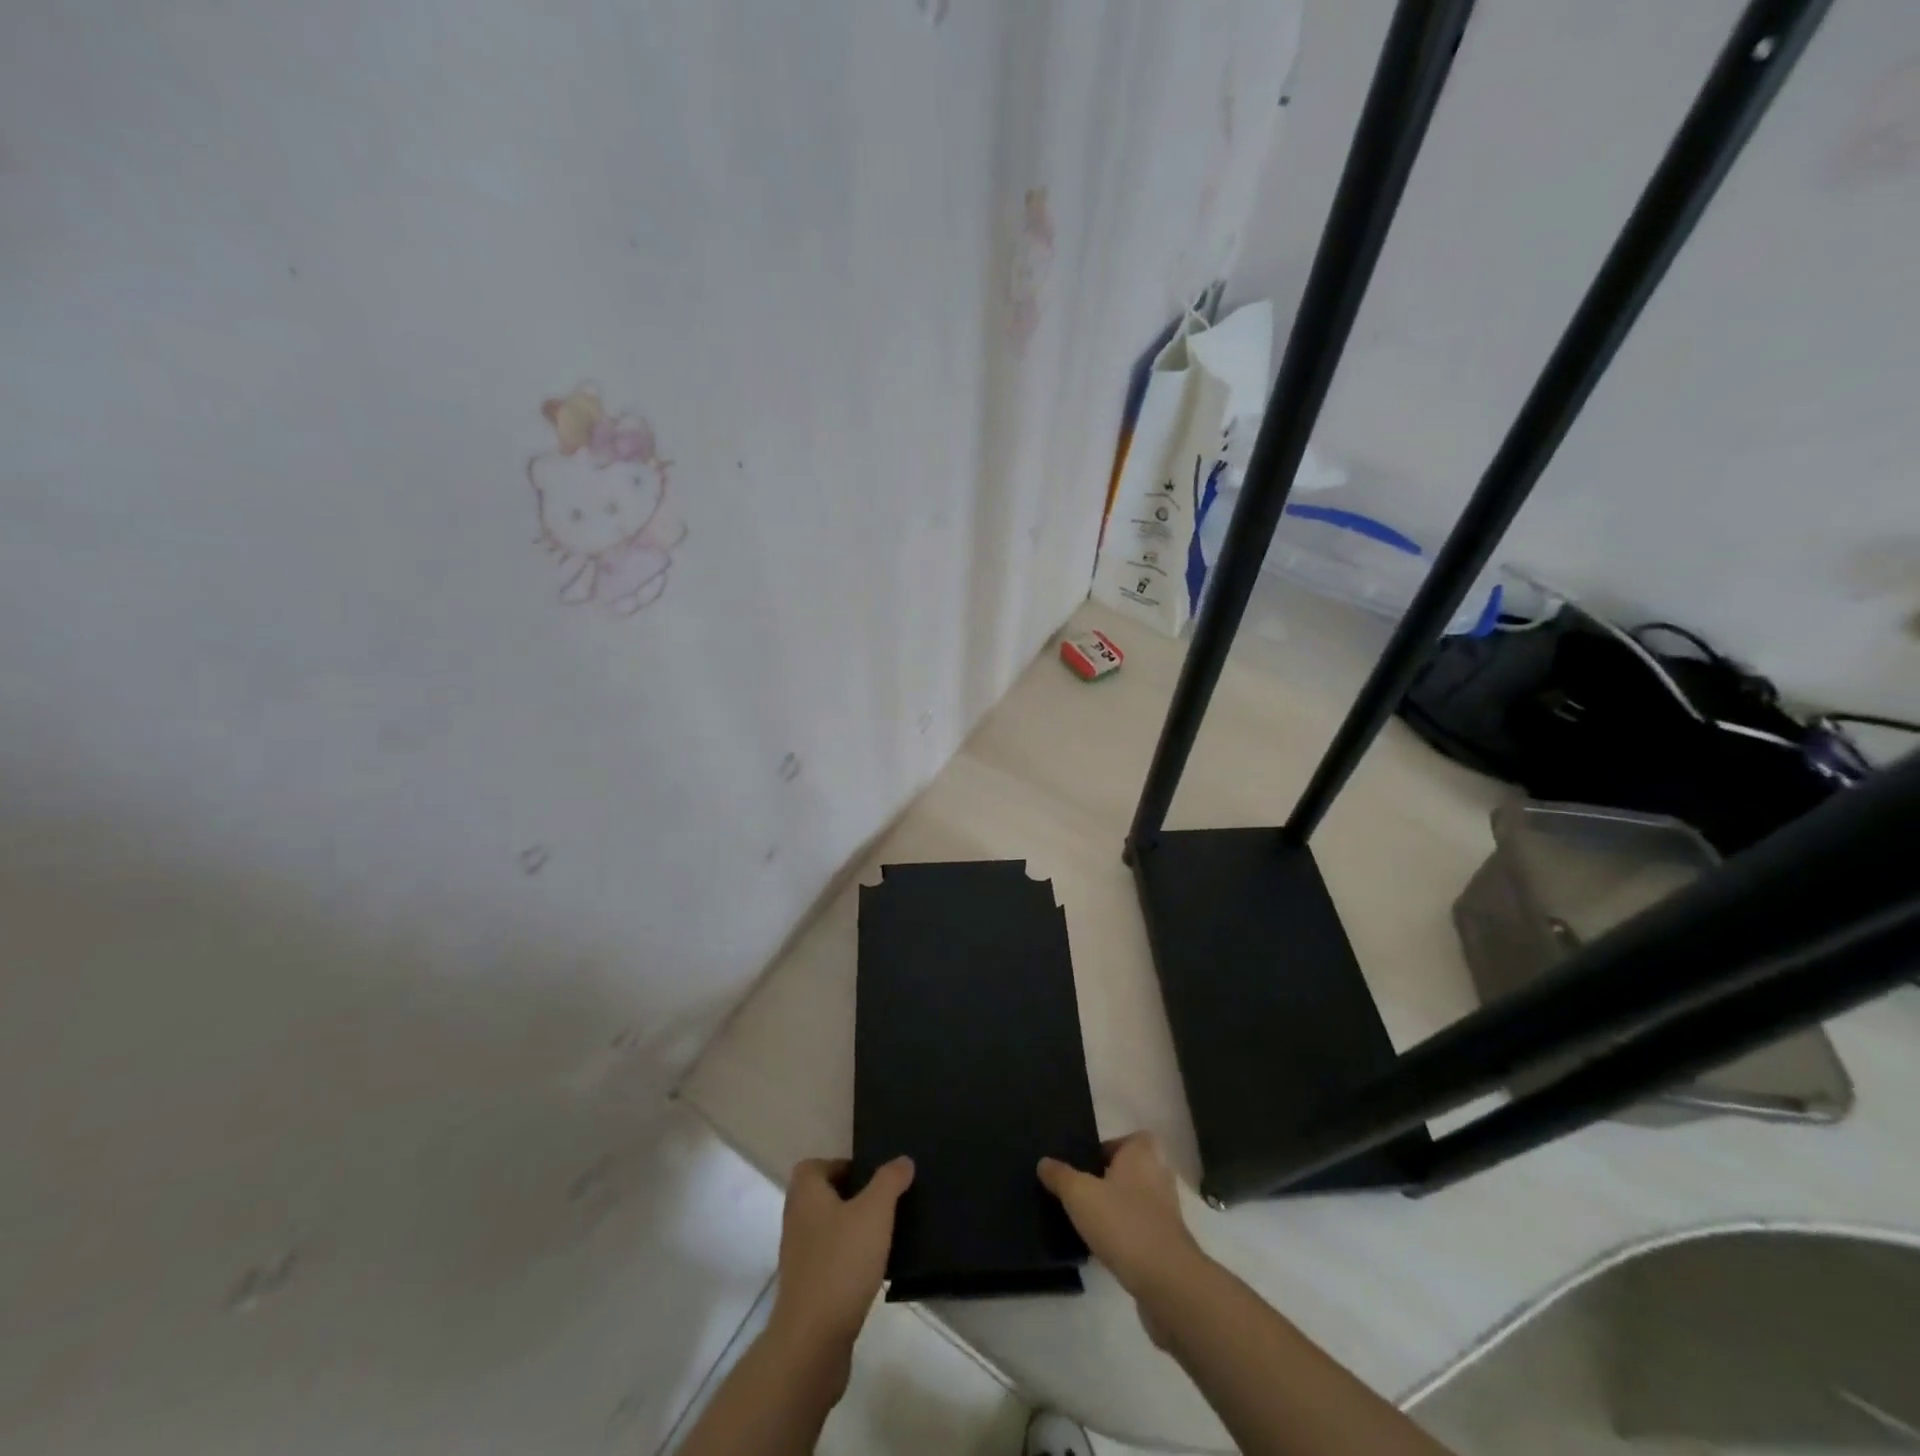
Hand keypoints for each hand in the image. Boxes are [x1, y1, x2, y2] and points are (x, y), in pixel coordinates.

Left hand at [769, 1156, 914, 1356]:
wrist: (812, 1342)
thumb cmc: (841, 1263)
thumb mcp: (874, 1212)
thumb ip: (889, 1181)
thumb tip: (902, 1160)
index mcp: (806, 1195)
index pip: (815, 1166)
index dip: (841, 1165)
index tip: (871, 1177)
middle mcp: (796, 1221)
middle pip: (823, 1197)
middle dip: (852, 1197)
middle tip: (884, 1203)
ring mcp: (799, 1259)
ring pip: (828, 1231)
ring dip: (852, 1230)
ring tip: (884, 1235)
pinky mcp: (807, 1291)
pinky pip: (830, 1262)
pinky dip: (849, 1261)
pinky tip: (873, 1271)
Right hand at [1038, 1133, 1203, 1299]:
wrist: (1166, 1281)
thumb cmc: (1123, 1222)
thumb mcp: (1079, 1194)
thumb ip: (1060, 1176)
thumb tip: (1044, 1162)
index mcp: (1143, 1154)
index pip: (1129, 1138)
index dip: (1109, 1148)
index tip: (1086, 1164)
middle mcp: (1159, 1176)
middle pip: (1132, 1170)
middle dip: (1110, 1179)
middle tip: (1083, 1190)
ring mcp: (1167, 1212)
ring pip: (1137, 1201)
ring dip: (1118, 1209)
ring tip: (1089, 1221)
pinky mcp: (1168, 1244)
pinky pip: (1142, 1229)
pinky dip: (1126, 1235)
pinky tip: (1104, 1248)